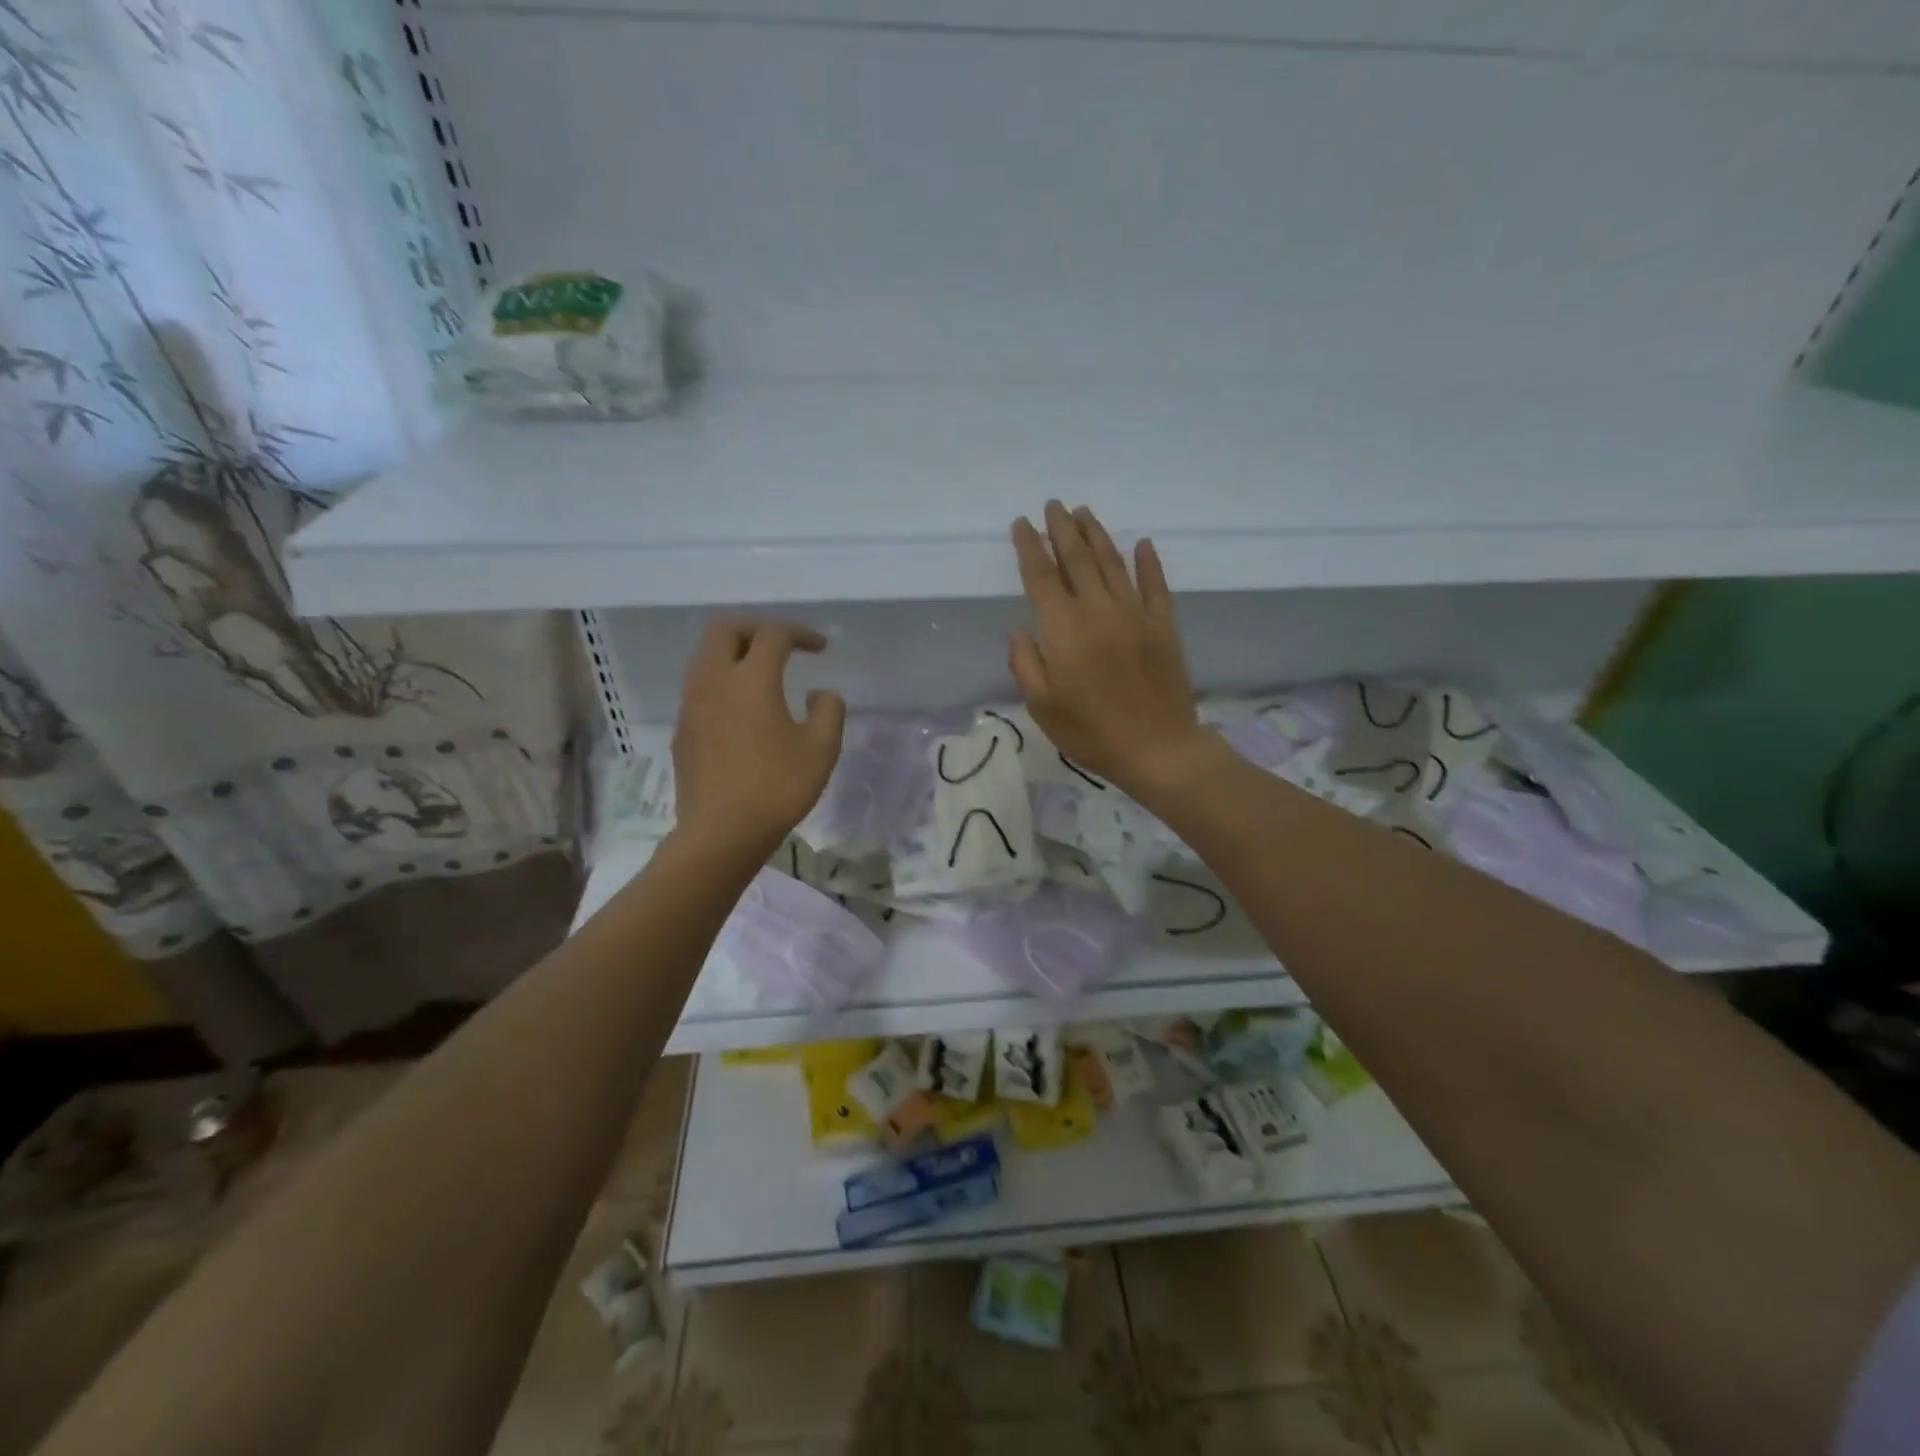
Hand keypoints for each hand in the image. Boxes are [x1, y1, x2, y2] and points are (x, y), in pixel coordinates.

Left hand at [672, 620, 845, 859]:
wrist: (721, 833)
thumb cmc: (777, 787)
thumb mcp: (822, 749)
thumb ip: (829, 710)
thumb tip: (820, 693)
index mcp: (751, 679)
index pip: (773, 635)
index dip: (800, 634)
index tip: (821, 648)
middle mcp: (714, 681)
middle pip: (725, 630)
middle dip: (756, 628)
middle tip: (782, 645)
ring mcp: (691, 705)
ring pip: (706, 657)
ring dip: (734, 653)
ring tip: (762, 673)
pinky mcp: (682, 729)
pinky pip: (699, 686)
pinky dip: (722, 680)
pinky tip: (742, 708)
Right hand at [1009, 502, 1211, 803]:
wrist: (1156, 747)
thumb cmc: (1090, 731)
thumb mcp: (1041, 705)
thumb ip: (1025, 663)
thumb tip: (1021, 629)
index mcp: (1063, 628)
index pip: (1041, 577)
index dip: (1030, 547)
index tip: (1022, 523)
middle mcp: (1098, 609)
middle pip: (1076, 559)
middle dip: (1062, 529)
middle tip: (1053, 505)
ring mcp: (1134, 614)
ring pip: (1112, 563)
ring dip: (1097, 534)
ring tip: (1084, 512)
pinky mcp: (1163, 625)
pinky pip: (1155, 585)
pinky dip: (1148, 562)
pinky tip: (1142, 543)